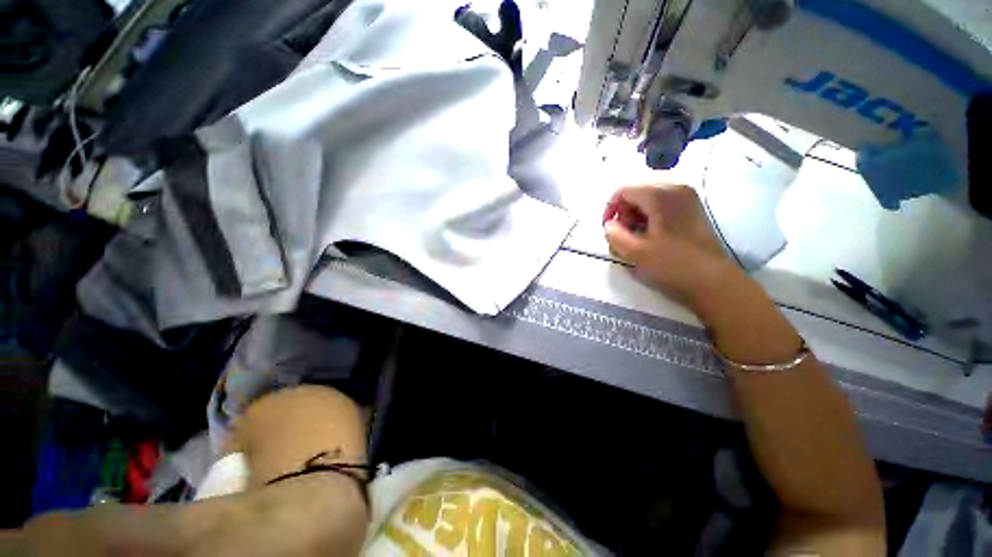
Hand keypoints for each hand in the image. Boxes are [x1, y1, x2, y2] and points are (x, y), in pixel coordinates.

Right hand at [602, 184, 736, 305]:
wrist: (713, 281)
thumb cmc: (672, 265)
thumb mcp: (634, 252)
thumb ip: (614, 235)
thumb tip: (609, 225)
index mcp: (660, 195)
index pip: (623, 191)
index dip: (610, 209)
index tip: (608, 230)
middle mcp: (676, 189)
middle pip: (637, 193)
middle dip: (624, 214)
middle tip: (624, 237)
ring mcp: (688, 199)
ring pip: (649, 200)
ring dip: (636, 218)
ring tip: (637, 239)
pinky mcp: (693, 210)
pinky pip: (663, 206)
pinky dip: (651, 219)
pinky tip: (652, 238)